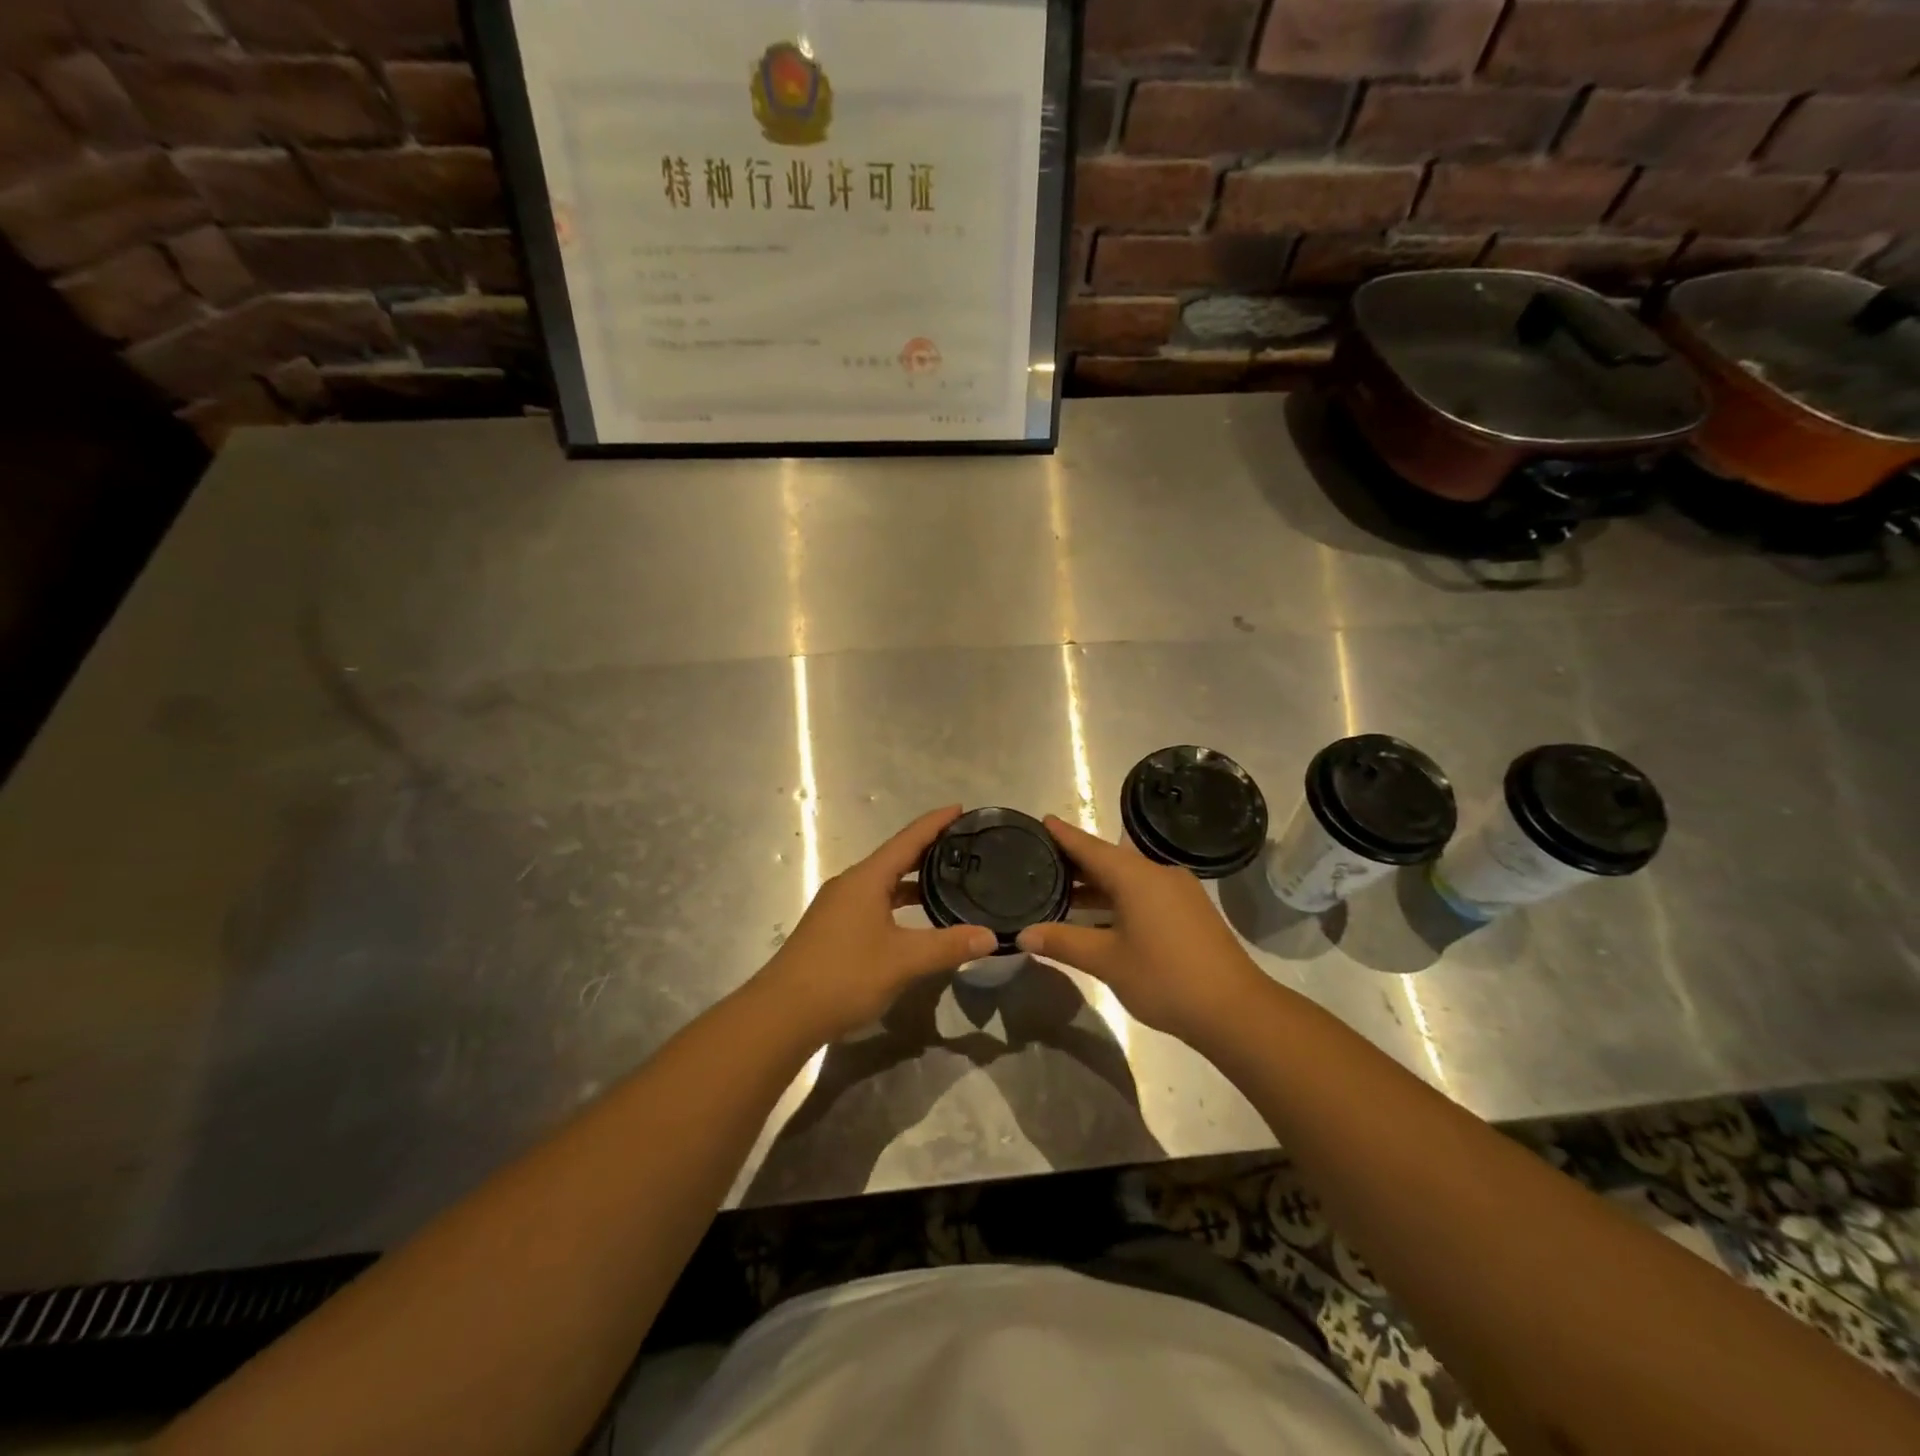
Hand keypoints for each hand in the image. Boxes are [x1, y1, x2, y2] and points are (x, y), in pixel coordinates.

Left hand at [753, 805, 997, 1044]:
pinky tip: (913, 919)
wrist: (782, 1013)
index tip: (961, 809)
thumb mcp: (903, 961)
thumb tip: (991, 937)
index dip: (935, 822)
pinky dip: (897, 900)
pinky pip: (873, 900)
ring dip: (913, 879)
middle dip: (928, 849)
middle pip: (895, 857)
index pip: (908, 839)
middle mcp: (850, 884)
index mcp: (866, 879)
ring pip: (883, 882)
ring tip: (947, 880)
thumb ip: (948, 946)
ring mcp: (838, 906)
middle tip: (964, 846)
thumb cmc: (844, 976)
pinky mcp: (832, 927)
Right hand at [1017, 816, 1264, 1042]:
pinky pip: (1144, 893)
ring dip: (1097, 885)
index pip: (1090, 846)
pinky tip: (1100, 916)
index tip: (1042, 820)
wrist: (1234, 1009)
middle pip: (1109, 860)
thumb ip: (1064, 942)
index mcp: (1136, 876)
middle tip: (1041, 861)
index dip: (1064, 835)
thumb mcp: (1107, 961)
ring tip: (1062, 892)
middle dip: (1076, 862)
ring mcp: (1178, 891)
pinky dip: (1118, 898)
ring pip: (1128, 879)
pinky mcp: (1189, 911)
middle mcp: (1158, 873)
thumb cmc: (1165, 978)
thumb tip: (1023, 934)